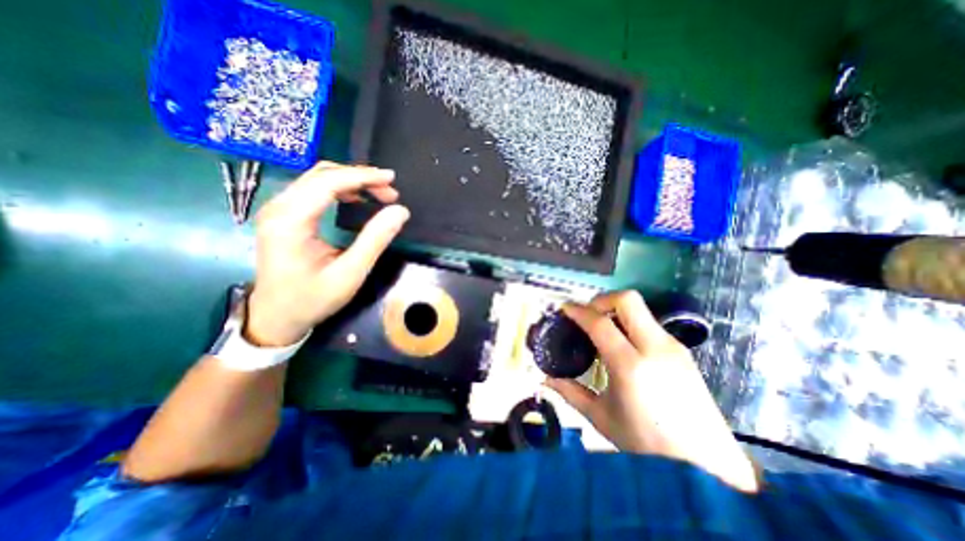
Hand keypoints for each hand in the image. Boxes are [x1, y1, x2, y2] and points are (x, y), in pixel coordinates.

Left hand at [245, 161, 405, 345]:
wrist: (276, 317)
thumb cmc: (313, 299)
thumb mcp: (350, 273)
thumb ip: (375, 240)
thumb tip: (400, 212)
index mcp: (290, 221)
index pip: (328, 182)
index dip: (362, 176)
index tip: (391, 178)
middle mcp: (279, 207)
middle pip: (322, 175)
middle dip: (360, 178)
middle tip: (390, 192)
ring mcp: (278, 210)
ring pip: (317, 179)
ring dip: (351, 181)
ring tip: (379, 194)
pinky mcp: (283, 215)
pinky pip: (312, 190)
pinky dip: (339, 189)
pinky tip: (356, 198)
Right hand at [546, 292, 757, 493]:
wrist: (708, 467)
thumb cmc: (647, 444)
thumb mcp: (601, 417)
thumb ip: (570, 393)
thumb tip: (545, 380)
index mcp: (630, 366)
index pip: (599, 323)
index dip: (578, 311)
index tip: (565, 309)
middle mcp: (655, 348)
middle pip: (627, 300)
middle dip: (601, 300)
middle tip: (587, 315)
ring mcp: (672, 347)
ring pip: (640, 309)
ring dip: (616, 311)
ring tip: (602, 330)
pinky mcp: (682, 351)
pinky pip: (649, 323)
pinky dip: (630, 323)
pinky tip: (623, 345)